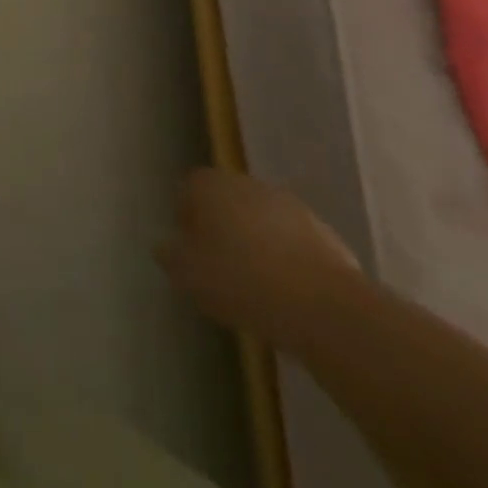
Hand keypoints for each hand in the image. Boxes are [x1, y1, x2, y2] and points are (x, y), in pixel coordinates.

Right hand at [157, 168, 359, 339]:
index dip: (186, 219)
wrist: (320, 304)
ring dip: (255, 242)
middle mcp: (247, 183)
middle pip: (226, 201)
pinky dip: (285, 258)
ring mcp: (288, 204)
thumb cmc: (240, 280)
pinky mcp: (321, 231)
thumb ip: (171, 256)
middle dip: (222, 228)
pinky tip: (286, 292)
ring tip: (255, 284)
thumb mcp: (189, 275)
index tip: (189, 251)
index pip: (189, 190)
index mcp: (211, 185)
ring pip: (260, 220)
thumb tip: (166, 247)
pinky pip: (291, 241)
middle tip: (219, 267)